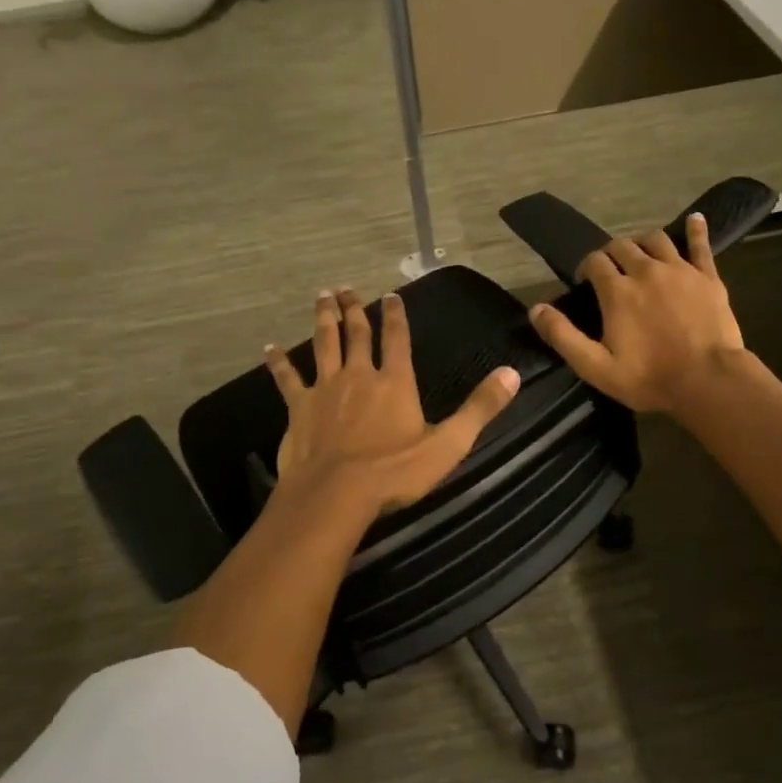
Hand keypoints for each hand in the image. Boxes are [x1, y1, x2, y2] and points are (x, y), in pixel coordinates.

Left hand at [265, 287, 520, 518]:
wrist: (336, 494)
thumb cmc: (395, 472)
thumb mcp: (449, 443)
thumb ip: (480, 407)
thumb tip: (512, 373)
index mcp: (395, 382)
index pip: (397, 338)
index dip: (396, 315)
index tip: (391, 294)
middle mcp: (359, 375)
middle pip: (356, 334)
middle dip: (354, 309)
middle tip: (347, 287)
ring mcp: (326, 388)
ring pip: (324, 344)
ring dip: (323, 319)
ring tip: (322, 297)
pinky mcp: (299, 407)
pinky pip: (287, 378)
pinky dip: (279, 362)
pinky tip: (269, 347)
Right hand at [528, 213, 745, 413]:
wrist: (708, 382)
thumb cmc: (649, 378)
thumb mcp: (595, 366)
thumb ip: (563, 336)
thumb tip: (535, 309)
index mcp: (617, 291)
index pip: (594, 262)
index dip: (586, 268)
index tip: (585, 283)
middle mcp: (646, 270)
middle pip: (622, 245)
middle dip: (611, 253)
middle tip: (611, 271)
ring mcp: (680, 270)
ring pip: (656, 240)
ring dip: (643, 242)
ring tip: (641, 254)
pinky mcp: (708, 277)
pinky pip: (700, 246)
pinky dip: (695, 230)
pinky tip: (694, 219)